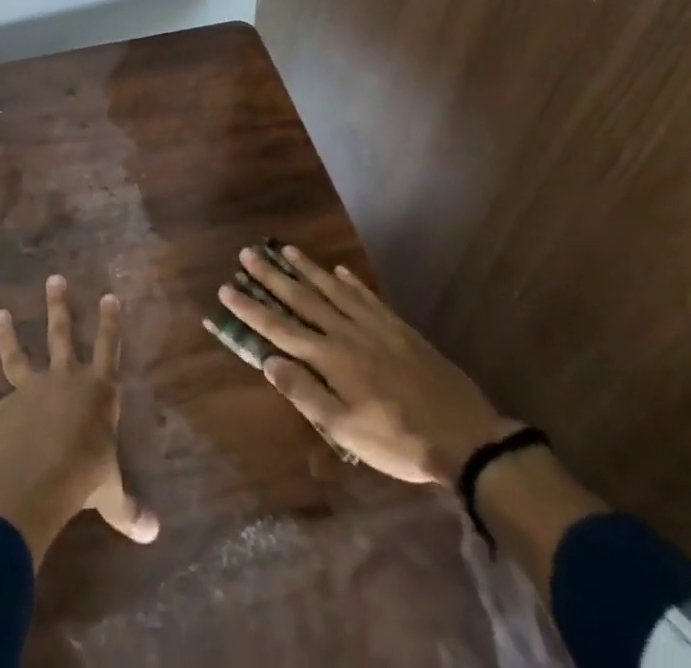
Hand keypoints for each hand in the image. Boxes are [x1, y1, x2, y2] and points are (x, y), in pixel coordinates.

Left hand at [0, 275, 159, 563]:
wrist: (32, 482)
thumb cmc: (82, 477)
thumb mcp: (111, 494)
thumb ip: (128, 508)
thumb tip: (153, 533)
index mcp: (95, 391)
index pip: (108, 349)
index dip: (109, 323)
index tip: (109, 295)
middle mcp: (62, 381)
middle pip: (61, 335)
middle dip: (58, 306)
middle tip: (53, 278)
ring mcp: (27, 394)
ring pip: (17, 357)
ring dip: (7, 335)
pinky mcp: (1, 417)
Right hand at [218, 246, 510, 483]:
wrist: (463, 435)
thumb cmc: (397, 440)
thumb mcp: (346, 430)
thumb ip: (306, 394)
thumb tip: (268, 361)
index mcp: (329, 358)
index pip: (280, 328)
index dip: (251, 308)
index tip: (226, 287)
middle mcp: (346, 332)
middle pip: (302, 298)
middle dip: (271, 276)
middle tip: (248, 252)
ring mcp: (374, 325)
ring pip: (332, 289)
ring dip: (306, 268)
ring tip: (284, 248)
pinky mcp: (398, 326)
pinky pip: (367, 296)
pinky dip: (350, 281)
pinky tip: (340, 269)